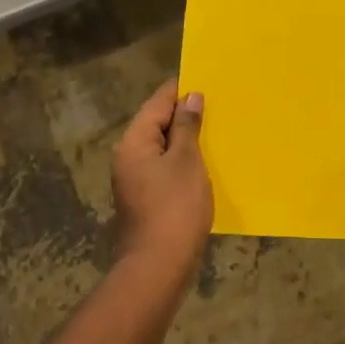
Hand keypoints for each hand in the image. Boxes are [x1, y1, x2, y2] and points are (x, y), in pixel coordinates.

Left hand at [111, 79, 212, 279]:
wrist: (158, 265)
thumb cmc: (174, 207)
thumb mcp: (186, 161)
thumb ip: (186, 127)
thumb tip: (190, 97)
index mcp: (134, 142)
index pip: (157, 103)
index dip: (180, 90)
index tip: (204, 78)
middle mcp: (128, 156)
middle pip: (156, 124)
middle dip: (184, 114)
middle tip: (216, 103)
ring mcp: (135, 180)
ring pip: (162, 148)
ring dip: (185, 139)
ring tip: (215, 129)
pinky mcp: (145, 199)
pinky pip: (165, 168)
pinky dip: (183, 161)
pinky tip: (204, 163)